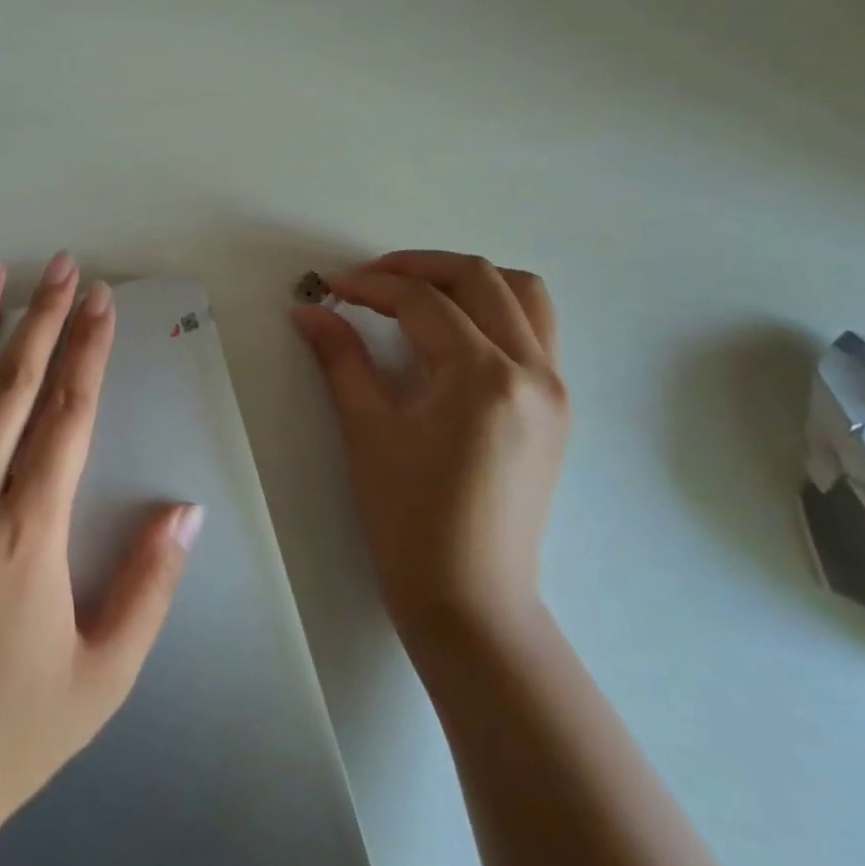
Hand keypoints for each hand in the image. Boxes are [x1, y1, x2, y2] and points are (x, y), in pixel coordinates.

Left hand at [0, 253, 200, 865]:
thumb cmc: (5, 735)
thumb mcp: (102, 676)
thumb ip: (148, 586)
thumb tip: (185, 511)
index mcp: (28, 532)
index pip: (68, 414)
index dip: (90, 350)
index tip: (101, 301)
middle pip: (11, 386)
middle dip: (42, 317)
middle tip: (60, 265)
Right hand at [289, 250, 567, 650]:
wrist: (470, 599)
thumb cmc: (410, 519)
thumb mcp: (367, 430)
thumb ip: (339, 358)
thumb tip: (308, 309)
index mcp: (483, 376)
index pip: (422, 301)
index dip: (370, 285)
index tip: (330, 286)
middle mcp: (531, 370)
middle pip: (480, 278)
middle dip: (418, 266)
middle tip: (369, 279)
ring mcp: (554, 389)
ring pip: (524, 296)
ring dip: (468, 280)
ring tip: (417, 295)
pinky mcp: (557, 408)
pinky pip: (535, 330)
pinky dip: (495, 310)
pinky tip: (452, 333)